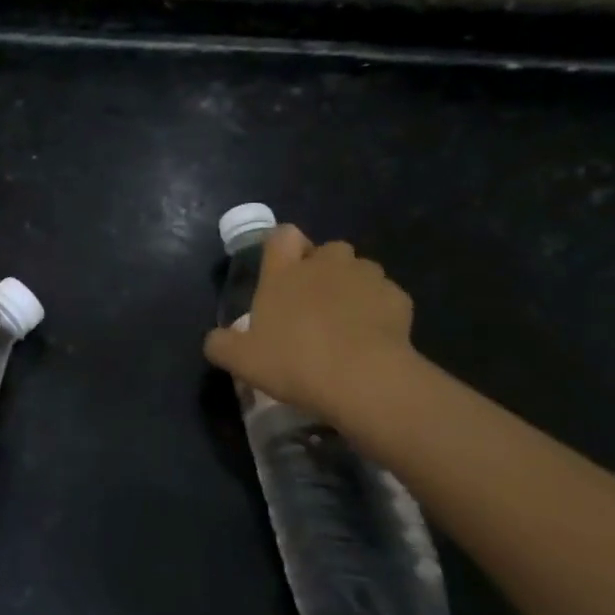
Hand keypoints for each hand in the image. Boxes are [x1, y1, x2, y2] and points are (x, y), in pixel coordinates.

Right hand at [204, 224, 419, 424]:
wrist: (362, 380)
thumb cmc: (294, 361)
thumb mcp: (241, 360)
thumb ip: (221, 344)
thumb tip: (216, 339)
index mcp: (284, 271)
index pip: (282, 234)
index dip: (282, 247)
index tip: (282, 270)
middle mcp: (325, 263)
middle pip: (327, 250)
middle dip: (323, 269)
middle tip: (313, 305)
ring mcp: (365, 277)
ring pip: (360, 271)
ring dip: (353, 288)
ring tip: (347, 323)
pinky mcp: (398, 299)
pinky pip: (386, 297)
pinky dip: (380, 311)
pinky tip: (374, 339)